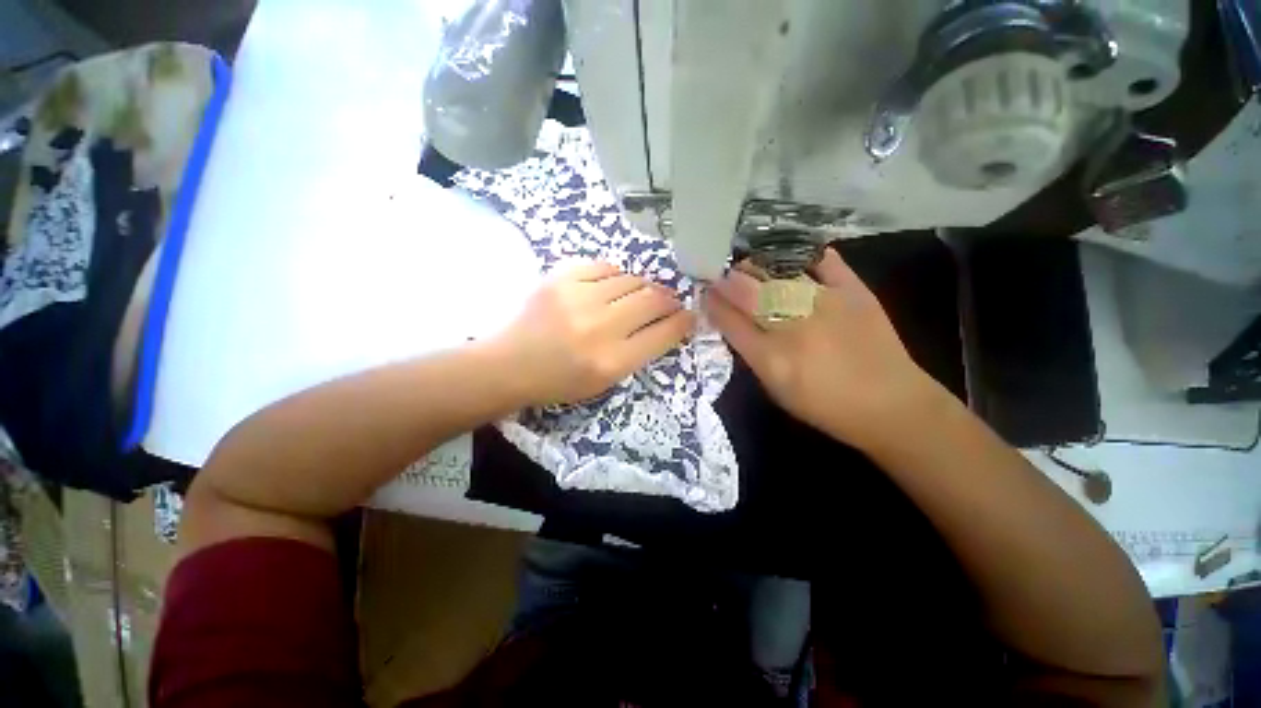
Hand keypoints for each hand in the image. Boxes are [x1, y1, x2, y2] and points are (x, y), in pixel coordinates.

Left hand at [491, 260, 694, 405]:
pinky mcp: (560, 278)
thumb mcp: (605, 381)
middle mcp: (599, 327)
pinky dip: (615, 276)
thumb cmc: (559, 381)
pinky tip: (612, 285)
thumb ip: (638, 353)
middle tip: (669, 302)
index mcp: (612, 362)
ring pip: (631, 279)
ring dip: (643, 287)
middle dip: (669, 300)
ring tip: (639, 295)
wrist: (509, 364)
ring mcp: (578, 298)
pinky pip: (604, 267)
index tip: (689, 316)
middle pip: (652, 300)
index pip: (663, 333)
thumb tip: (665, 324)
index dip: (683, 322)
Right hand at [703, 247, 944, 450]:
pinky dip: (805, 256)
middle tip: (720, 274)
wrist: (891, 405)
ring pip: (779, 275)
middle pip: (749, 294)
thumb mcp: (776, 391)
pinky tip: (791, 256)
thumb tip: (734, 324)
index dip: (713, 304)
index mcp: (771, 359)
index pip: (730, 322)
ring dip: (757, 267)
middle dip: (727, 281)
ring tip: (748, 265)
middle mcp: (794, 328)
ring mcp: (826, 306)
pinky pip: (825, 263)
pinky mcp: (855, 293)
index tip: (705, 294)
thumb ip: (752, 356)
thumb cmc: (825, 406)